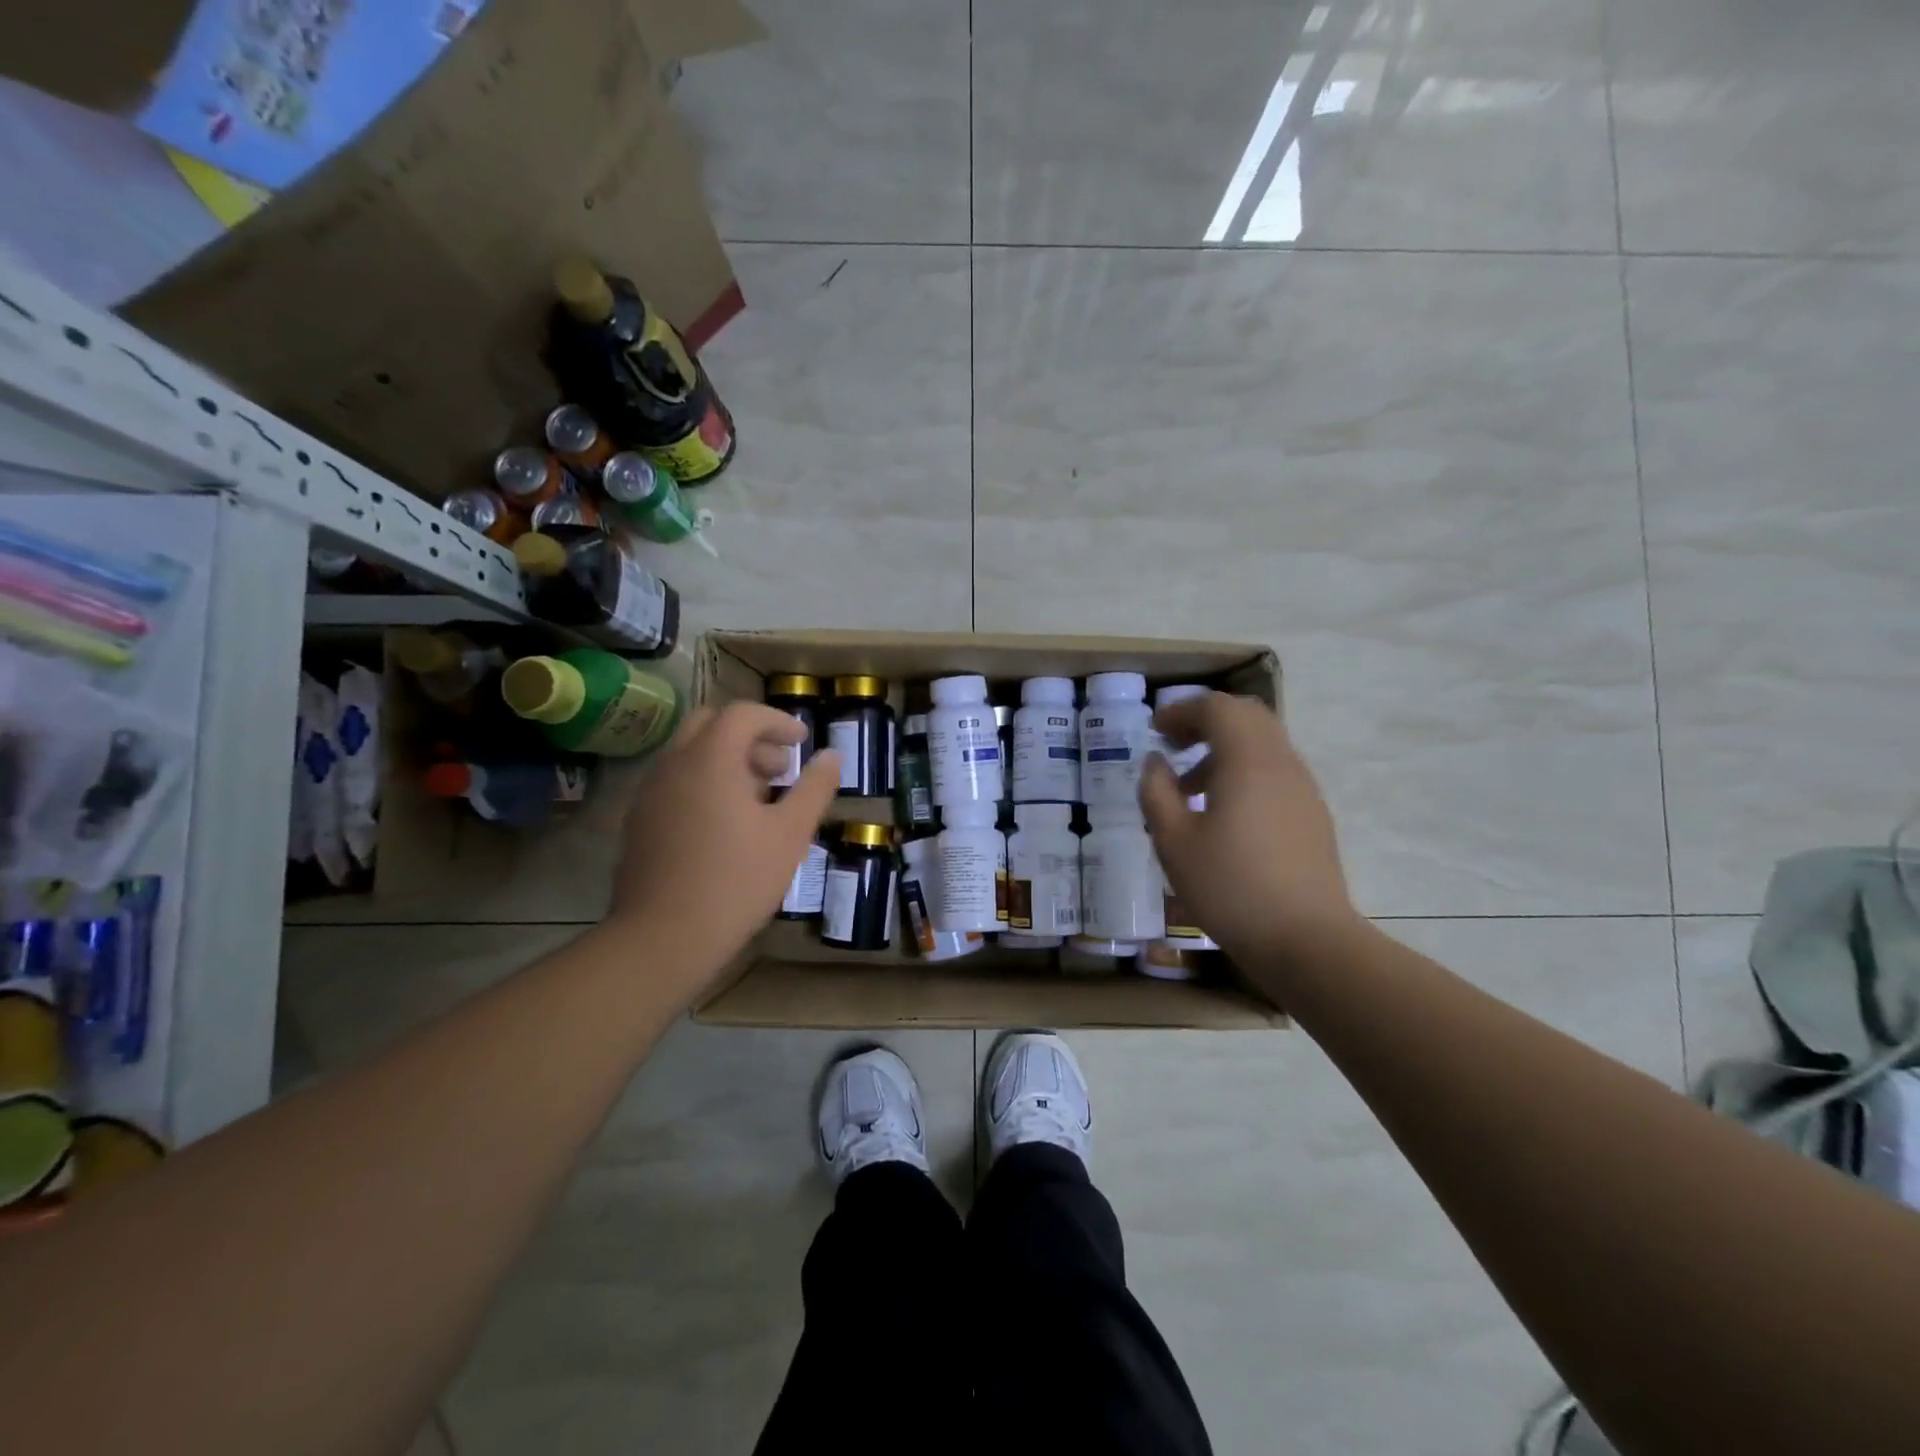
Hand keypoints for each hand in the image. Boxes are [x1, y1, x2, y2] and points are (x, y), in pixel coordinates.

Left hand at [606, 702, 839, 997]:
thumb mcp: (790, 833)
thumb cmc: (737, 880)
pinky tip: (726, 826)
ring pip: (690, 754)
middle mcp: (673, 765)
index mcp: (710, 759)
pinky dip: (705, 783)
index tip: (802, 741)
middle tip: (779, 769)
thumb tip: (832, 755)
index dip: (777, 721)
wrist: (664, 937)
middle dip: (750, 738)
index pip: (743, 714)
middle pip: (710, 725)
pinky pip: (676, 783)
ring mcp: (649, 794)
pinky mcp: (639, 822)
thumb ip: (815, 787)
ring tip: (760, 800)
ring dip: (727, 761)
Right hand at [1140, 692, 1361, 973]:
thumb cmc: (1230, 887)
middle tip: (1173, 744)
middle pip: (1246, 717)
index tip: (1155, 729)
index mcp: (1248, 760)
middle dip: (1206, 721)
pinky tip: (1223, 814)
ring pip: (1263, 745)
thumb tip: (1155, 762)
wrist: (1307, 940)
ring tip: (1190, 787)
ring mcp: (1303, 789)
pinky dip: (1244, 772)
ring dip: (1225, 749)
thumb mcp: (1173, 841)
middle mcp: (1282, 763)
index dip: (1182, 710)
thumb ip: (1157, 792)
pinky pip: (1275, 772)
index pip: (1217, 708)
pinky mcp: (1312, 815)